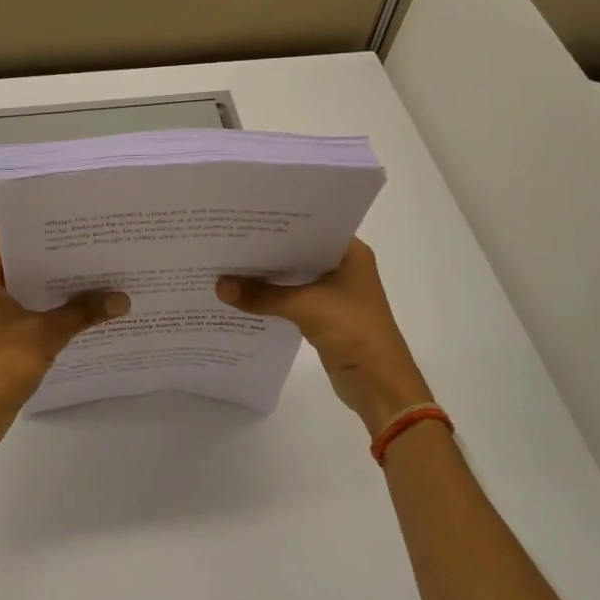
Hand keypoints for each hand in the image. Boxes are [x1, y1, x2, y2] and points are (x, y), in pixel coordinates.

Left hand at [0, 225, 129, 451]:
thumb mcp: (44, 336)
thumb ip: (82, 313)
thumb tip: (122, 298)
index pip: (4, 233)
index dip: (34, 222)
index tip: (68, 218)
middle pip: (18, 258)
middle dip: (53, 252)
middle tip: (91, 242)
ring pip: (24, 285)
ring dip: (52, 281)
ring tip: (92, 270)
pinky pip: (25, 309)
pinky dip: (48, 305)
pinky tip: (80, 307)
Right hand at [216, 238, 432, 434]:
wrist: (379, 384)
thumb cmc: (354, 331)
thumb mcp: (306, 307)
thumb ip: (262, 295)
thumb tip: (219, 286)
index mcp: (350, 253)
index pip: (310, 227)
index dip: (279, 222)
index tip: (246, 215)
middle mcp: (342, 267)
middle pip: (298, 251)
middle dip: (267, 249)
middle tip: (228, 237)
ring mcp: (334, 293)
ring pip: (293, 276)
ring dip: (267, 275)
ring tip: (228, 262)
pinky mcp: (323, 315)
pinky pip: (291, 298)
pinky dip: (271, 297)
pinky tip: (243, 293)